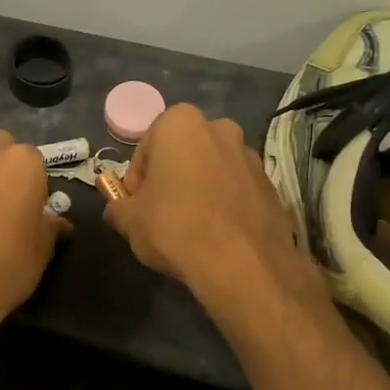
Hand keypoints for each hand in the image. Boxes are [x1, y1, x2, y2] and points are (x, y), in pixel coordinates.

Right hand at [104, 104, 318, 309]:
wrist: (244, 265)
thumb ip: (117, 207)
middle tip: (161, 212)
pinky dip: (225, 205)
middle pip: (183, 153)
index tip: (137, 205)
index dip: (137, 179)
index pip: (146, 148)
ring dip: (200, 189)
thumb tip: (119, 209)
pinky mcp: (272, 185)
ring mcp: (251, 156)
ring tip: (192, 227)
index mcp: (181, 124)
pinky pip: (237, 190)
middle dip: (171, 177)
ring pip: (213, 170)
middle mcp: (220, 129)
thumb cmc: (176, 228)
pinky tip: (218, 235)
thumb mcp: (129, 221)